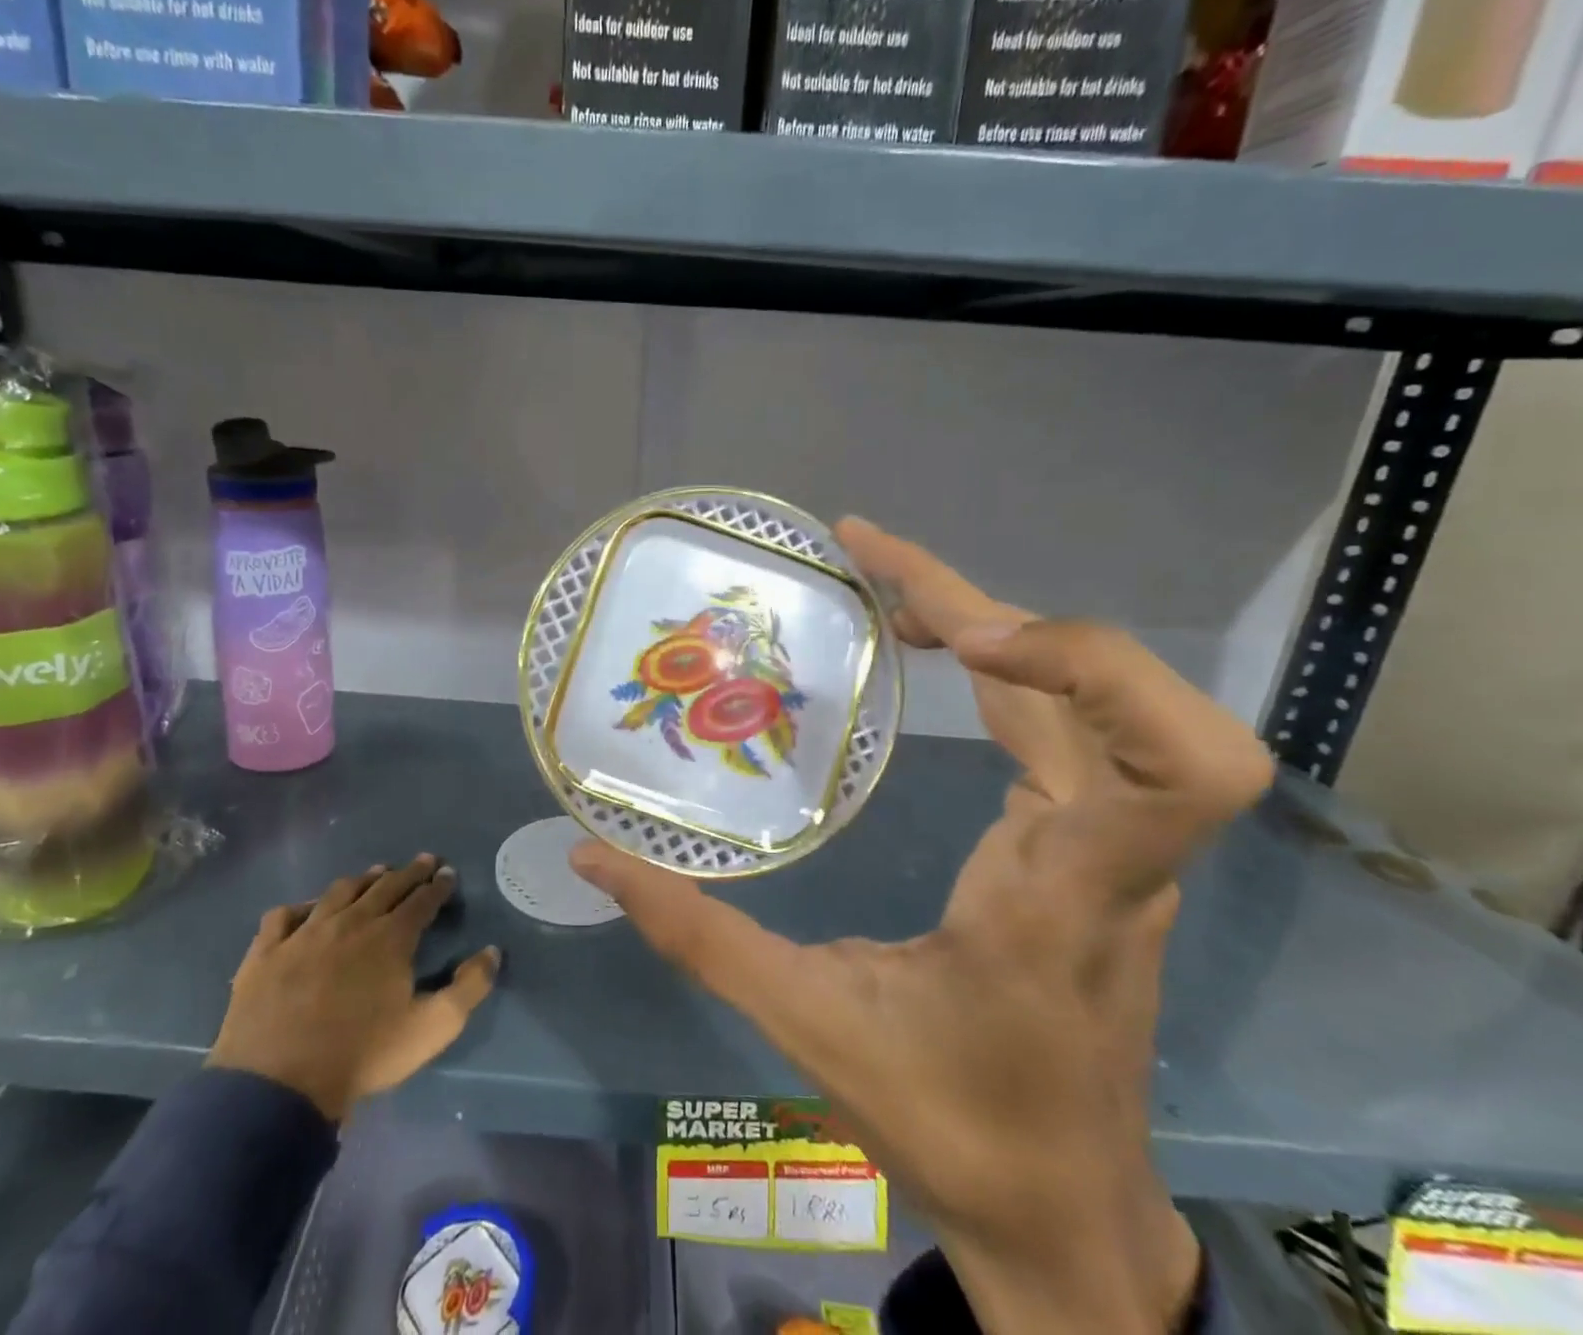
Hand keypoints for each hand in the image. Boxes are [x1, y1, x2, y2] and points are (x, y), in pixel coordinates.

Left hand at [208, 855, 500, 1122]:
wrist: (278, 1085)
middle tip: (424, 861)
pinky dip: (300, 907)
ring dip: (363, 880)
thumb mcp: (432, 1028)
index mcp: (391, 937)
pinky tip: (306, 910)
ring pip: (339, 892)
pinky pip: (284, 916)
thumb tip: (492, 951)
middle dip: (409, 872)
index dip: (438, 885)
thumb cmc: (363, 1055)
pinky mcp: (266, 952)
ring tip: (376, 873)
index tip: (448, 873)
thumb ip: (469, 987)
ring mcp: (305, 933)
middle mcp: (351, 922)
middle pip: (385, 887)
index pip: (422, 900)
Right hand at [571, 519, 1271, 1333]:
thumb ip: (697, 937)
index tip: (954, 635)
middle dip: (989, 600)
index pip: (1177, 764)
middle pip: (1113, 689)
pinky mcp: (1090, 842)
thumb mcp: (808, 1026)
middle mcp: (1111, 854)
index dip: (1087, 667)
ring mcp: (1112, 844)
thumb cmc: (953, 1128)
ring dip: (990, 618)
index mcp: (1064, 897)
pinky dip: (1002, 660)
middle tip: (867, 557)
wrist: (1065, 1215)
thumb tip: (595, 862)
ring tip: (881, 583)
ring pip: (1087, 692)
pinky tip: (929, 647)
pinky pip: (1063, 720)